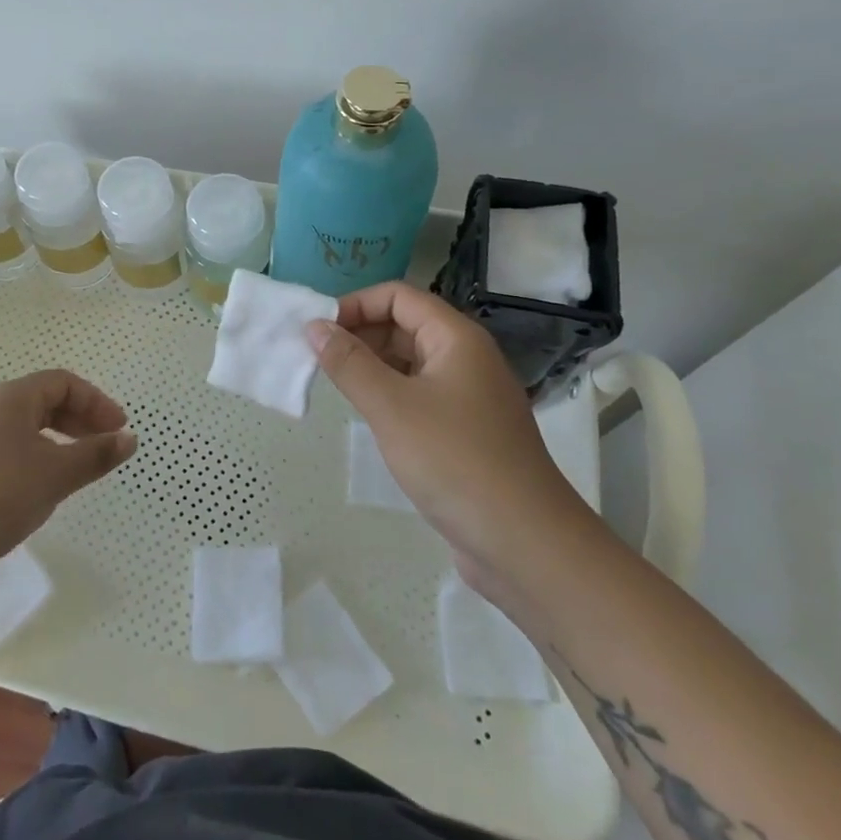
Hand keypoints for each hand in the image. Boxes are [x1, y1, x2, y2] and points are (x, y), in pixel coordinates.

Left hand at [0, 370, 135, 593]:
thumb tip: (130, 438)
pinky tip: (44, 490)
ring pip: (28, 429)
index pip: (63, 383)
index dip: (96, 401)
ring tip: (79, 469)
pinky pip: (12, 452)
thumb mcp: (55, 474)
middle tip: (105, 445)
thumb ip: (95, 455)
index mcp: (12, 399)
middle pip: (45, 402)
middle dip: (81, 420)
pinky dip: (38, 460)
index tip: (119, 429)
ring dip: (60, 442)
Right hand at [307, 283, 598, 594]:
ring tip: (335, 385)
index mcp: (457, 339)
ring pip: (411, 361)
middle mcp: (466, 358)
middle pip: (405, 325)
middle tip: (318, 359)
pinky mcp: (466, 430)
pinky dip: (389, 393)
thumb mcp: (391, 407)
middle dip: (360, 333)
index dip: (356, 304)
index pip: (399, 296)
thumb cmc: (456, 461)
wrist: (526, 543)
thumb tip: (314, 326)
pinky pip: (419, 394)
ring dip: (372, 364)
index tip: (318, 331)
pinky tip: (367, 414)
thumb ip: (349, 363)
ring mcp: (469, 396)